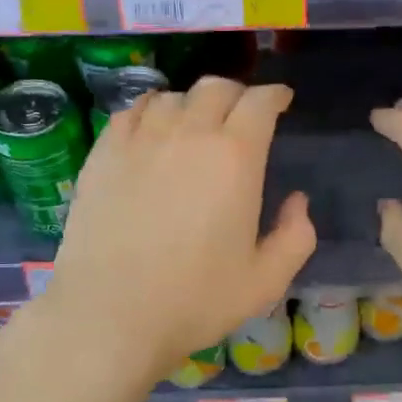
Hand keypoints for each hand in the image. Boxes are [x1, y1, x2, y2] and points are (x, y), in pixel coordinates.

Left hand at [41, 77, 314, 382]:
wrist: (110, 314)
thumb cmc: (195, 299)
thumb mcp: (266, 280)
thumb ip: (295, 235)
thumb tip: (297, 200)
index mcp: (235, 157)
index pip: (259, 102)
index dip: (274, 95)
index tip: (281, 101)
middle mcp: (188, 134)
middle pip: (216, 88)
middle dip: (237, 93)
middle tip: (242, 112)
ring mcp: (140, 140)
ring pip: (173, 96)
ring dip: (192, 103)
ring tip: (195, 122)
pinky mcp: (103, 154)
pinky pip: (132, 111)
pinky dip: (151, 110)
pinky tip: (152, 128)